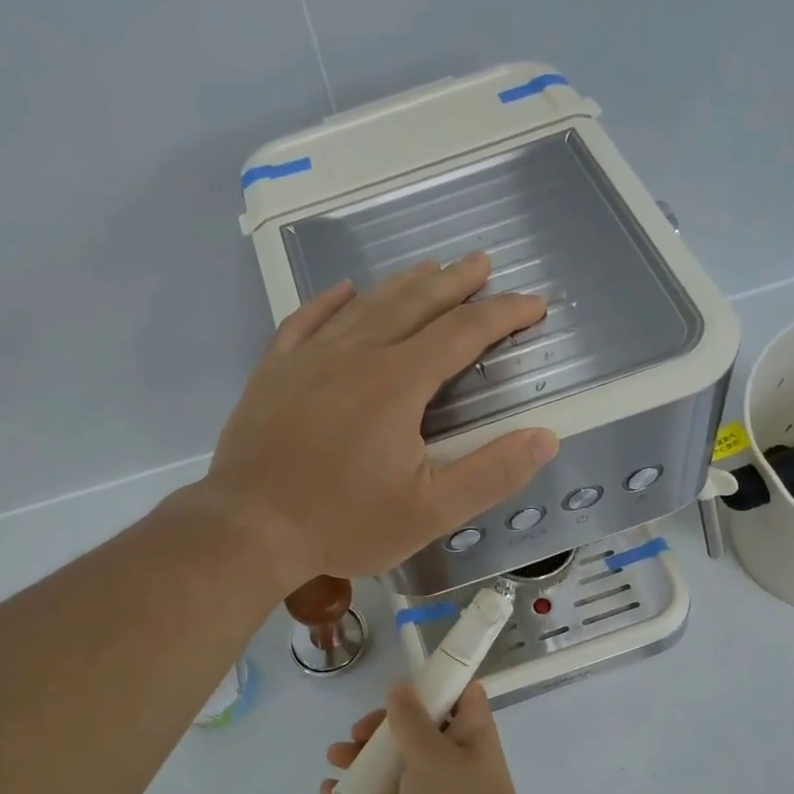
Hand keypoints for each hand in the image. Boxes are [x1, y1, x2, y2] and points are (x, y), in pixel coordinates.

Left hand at [204, 253, 558, 589]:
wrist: (248, 530)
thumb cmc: (343, 523)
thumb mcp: (430, 512)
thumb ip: (491, 473)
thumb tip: (545, 437)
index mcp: (398, 382)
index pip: (462, 332)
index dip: (503, 314)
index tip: (533, 304)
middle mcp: (356, 355)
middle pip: (414, 304)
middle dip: (454, 282)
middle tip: (482, 263)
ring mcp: (309, 359)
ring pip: (364, 306)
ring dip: (402, 284)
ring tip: (429, 268)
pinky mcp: (274, 372)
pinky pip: (305, 321)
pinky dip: (329, 301)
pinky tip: (344, 290)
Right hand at [321, 681, 538, 793]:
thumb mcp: (433, 753)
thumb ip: (410, 720)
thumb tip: (399, 686)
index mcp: (468, 732)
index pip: (458, 695)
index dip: (432, 685)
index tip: (400, 688)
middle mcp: (452, 756)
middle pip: (414, 728)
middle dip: (382, 727)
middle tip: (358, 734)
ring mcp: (431, 791)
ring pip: (393, 764)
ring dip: (363, 758)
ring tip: (335, 758)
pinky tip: (330, 793)